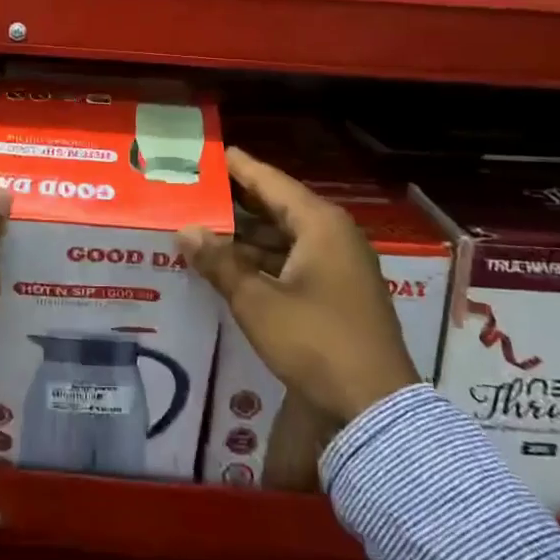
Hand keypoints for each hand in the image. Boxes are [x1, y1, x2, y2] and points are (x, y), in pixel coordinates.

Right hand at [178, 146, 418, 424]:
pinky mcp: (340, 292)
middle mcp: (334, 235)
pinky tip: (233, 265)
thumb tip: (185, 230)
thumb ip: (220, 263)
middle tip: (199, 189)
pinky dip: (265, 259)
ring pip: (286, 237)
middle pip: (279, 206)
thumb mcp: (258, 302)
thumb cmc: (315, 341)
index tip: (212, 152)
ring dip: (248, 235)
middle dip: (239, 201)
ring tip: (205, 226)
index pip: (271, 182)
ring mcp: (341, 265)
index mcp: (320, 225)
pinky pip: (295, 260)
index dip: (240, 167)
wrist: (375, 407)